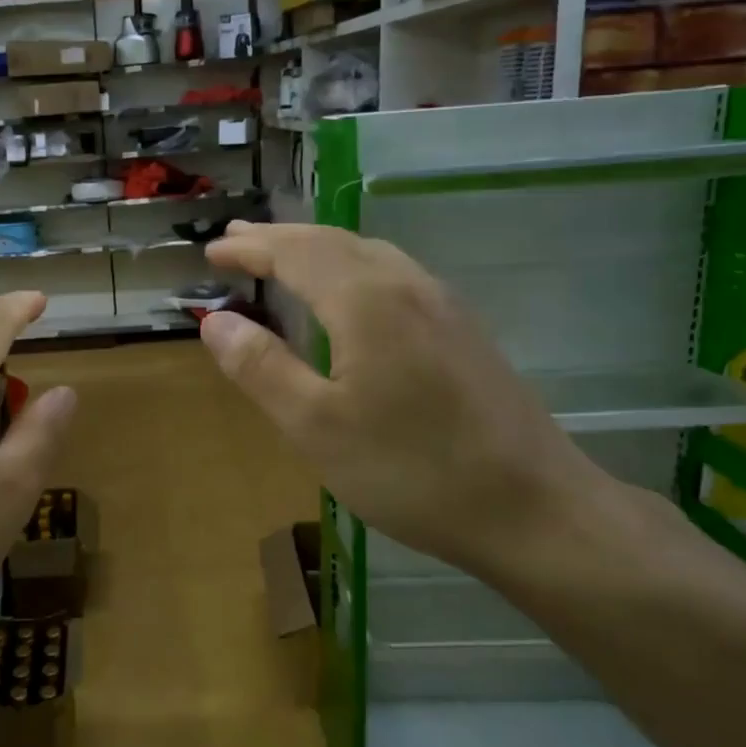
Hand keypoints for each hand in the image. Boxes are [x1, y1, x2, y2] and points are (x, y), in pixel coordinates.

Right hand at [202, 223, 611, 577]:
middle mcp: (405, 284)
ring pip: (366, 252)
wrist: (535, 508)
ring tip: (281, 255)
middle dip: (277, 238)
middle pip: (330, 241)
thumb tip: (216, 321)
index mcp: (365, 301)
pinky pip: (391, 272)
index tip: (211, 252)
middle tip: (234, 241)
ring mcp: (442, 303)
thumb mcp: (316, 427)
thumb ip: (261, 368)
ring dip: (315, 247)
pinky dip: (349, 264)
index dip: (249, 249)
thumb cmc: (412, 470)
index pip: (294, 253)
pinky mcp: (462, 328)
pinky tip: (348, 291)